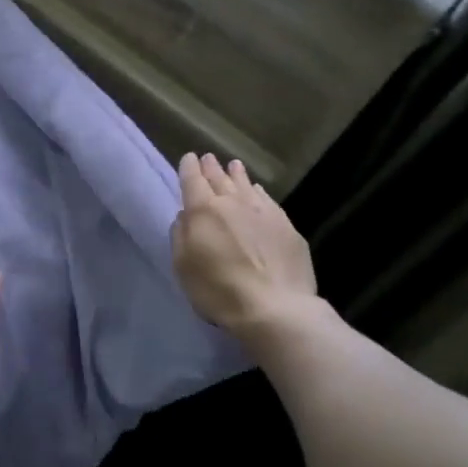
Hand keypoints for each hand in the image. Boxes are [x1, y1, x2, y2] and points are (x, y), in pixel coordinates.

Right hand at [171, 153, 319, 336]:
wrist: (274, 307)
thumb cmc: (218, 290)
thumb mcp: (183, 266)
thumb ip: (181, 235)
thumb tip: (185, 216)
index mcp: (203, 211)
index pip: (193, 180)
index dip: (189, 168)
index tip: (189, 158)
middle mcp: (233, 203)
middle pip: (220, 179)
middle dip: (212, 168)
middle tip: (208, 158)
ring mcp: (264, 212)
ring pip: (246, 186)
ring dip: (237, 175)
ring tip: (233, 165)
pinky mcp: (286, 227)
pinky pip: (267, 200)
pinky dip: (259, 192)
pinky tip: (258, 191)